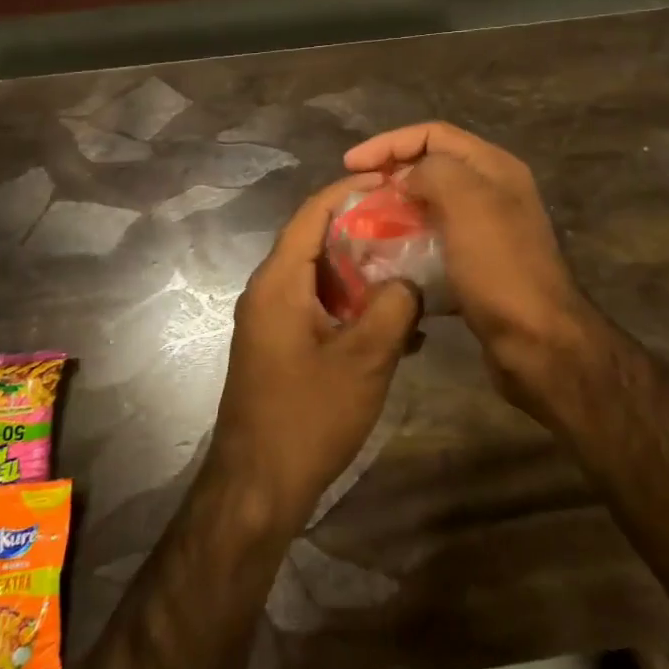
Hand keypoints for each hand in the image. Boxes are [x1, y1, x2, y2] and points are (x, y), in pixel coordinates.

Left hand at [209, 175, 423, 537]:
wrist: (258, 488)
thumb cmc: (308, 417)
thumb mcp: (365, 359)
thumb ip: (394, 307)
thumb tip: (409, 280)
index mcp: (279, 281)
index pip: (313, 212)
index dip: (350, 189)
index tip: (391, 180)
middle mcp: (269, 291)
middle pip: (317, 240)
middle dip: (364, 229)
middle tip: (411, 224)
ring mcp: (272, 320)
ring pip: (322, 276)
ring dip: (363, 271)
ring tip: (411, 270)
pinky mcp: (281, 345)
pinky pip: (319, 307)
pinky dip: (353, 305)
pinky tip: (395, 325)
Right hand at [344, 123, 591, 411]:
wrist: (537, 342)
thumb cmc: (500, 267)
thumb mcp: (467, 202)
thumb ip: (433, 171)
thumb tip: (408, 179)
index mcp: (494, 168)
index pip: (434, 134)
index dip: (389, 142)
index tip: (350, 164)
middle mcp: (493, 193)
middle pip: (432, 168)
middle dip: (391, 176)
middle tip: (355, 194)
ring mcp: (487, 232)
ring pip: (431, 207)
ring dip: (396, 212)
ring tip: (363, 226)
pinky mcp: (477, 268)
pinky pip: (434, 244)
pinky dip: (408, 245)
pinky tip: (384, 259)